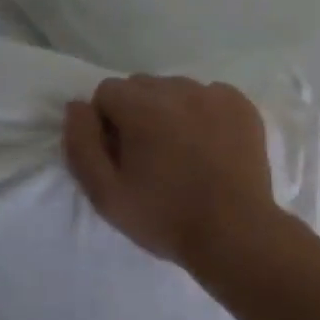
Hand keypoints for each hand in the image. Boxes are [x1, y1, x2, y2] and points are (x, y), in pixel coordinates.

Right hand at [63, 75, 276, 270]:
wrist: (235, 233)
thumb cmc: (165, 217)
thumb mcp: (105, 194)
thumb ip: (81, 144)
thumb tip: (77, 106)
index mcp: (142, 106)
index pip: (107, 92)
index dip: (107, 123)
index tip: (121, 155)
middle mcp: (180, 89)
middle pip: (142, 86)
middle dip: (137, 113)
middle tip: (150, 156)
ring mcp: (216, 95)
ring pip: (177, 89)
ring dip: (171, 111)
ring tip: (183, 152)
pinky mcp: (242, 105)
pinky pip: (210, 96)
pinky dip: (204, 113)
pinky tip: (210, 147)